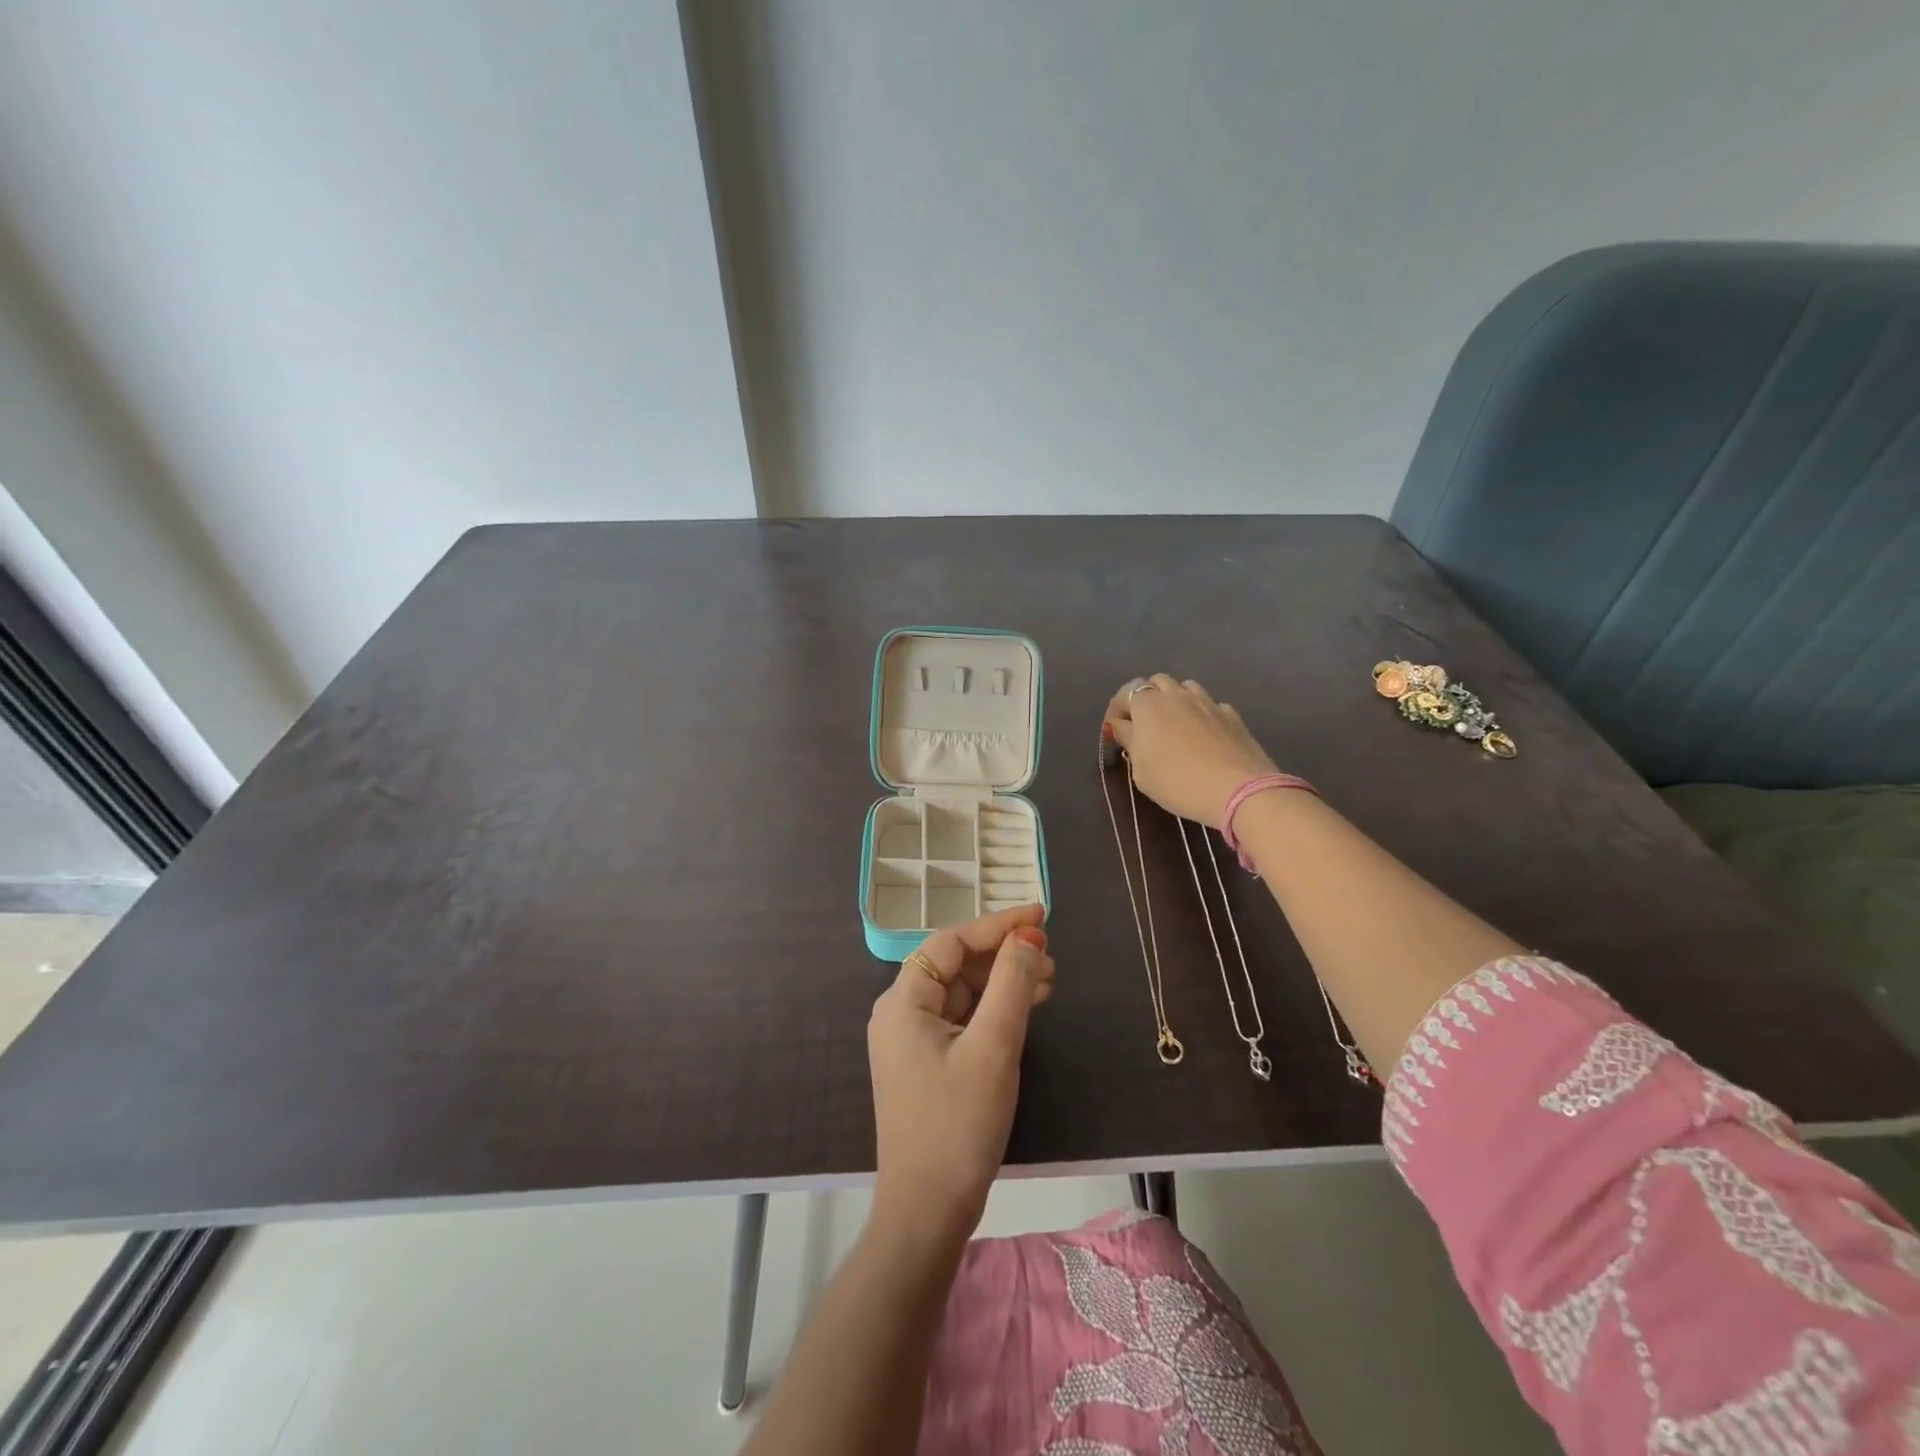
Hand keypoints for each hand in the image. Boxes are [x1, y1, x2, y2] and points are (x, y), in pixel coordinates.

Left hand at [868, 904, 1053, 1244]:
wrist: (927, 1213)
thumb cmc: (957, 1124)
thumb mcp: (993, 1048)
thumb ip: (1011, 985)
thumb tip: (1028, 938)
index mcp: (904, 1001)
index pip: (952, 942)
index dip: (998, 924)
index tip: (1041, 916)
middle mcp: (902, 1012)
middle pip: (956, 964)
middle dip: (1003, 954)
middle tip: (1051, 955)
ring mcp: (913, 1040)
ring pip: (963, 992)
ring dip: (1004, 981)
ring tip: (1049, 979)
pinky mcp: (928, 1063)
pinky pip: (964, 1019)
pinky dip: (995, 1009)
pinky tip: (1027, 1007)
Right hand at [1104, 674, 1279, 827]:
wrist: (1239, 790)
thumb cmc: (1178, 782)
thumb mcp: (1141, 770)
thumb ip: (1129, 741)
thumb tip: (1122, 726)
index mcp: (1149, 705)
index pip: (1126, 692)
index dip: (1117, 709)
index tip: (1115, 731)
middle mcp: (1177, 695)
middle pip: (1156, 682)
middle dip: (1146, 698)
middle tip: (1144, 726)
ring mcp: (1208, 702)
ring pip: (1185, 687)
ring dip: (1174, 700)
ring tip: (1174, 725)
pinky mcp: (1232, 714)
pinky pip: (1209, 704)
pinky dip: (1200, 713)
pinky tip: (1202, 735)